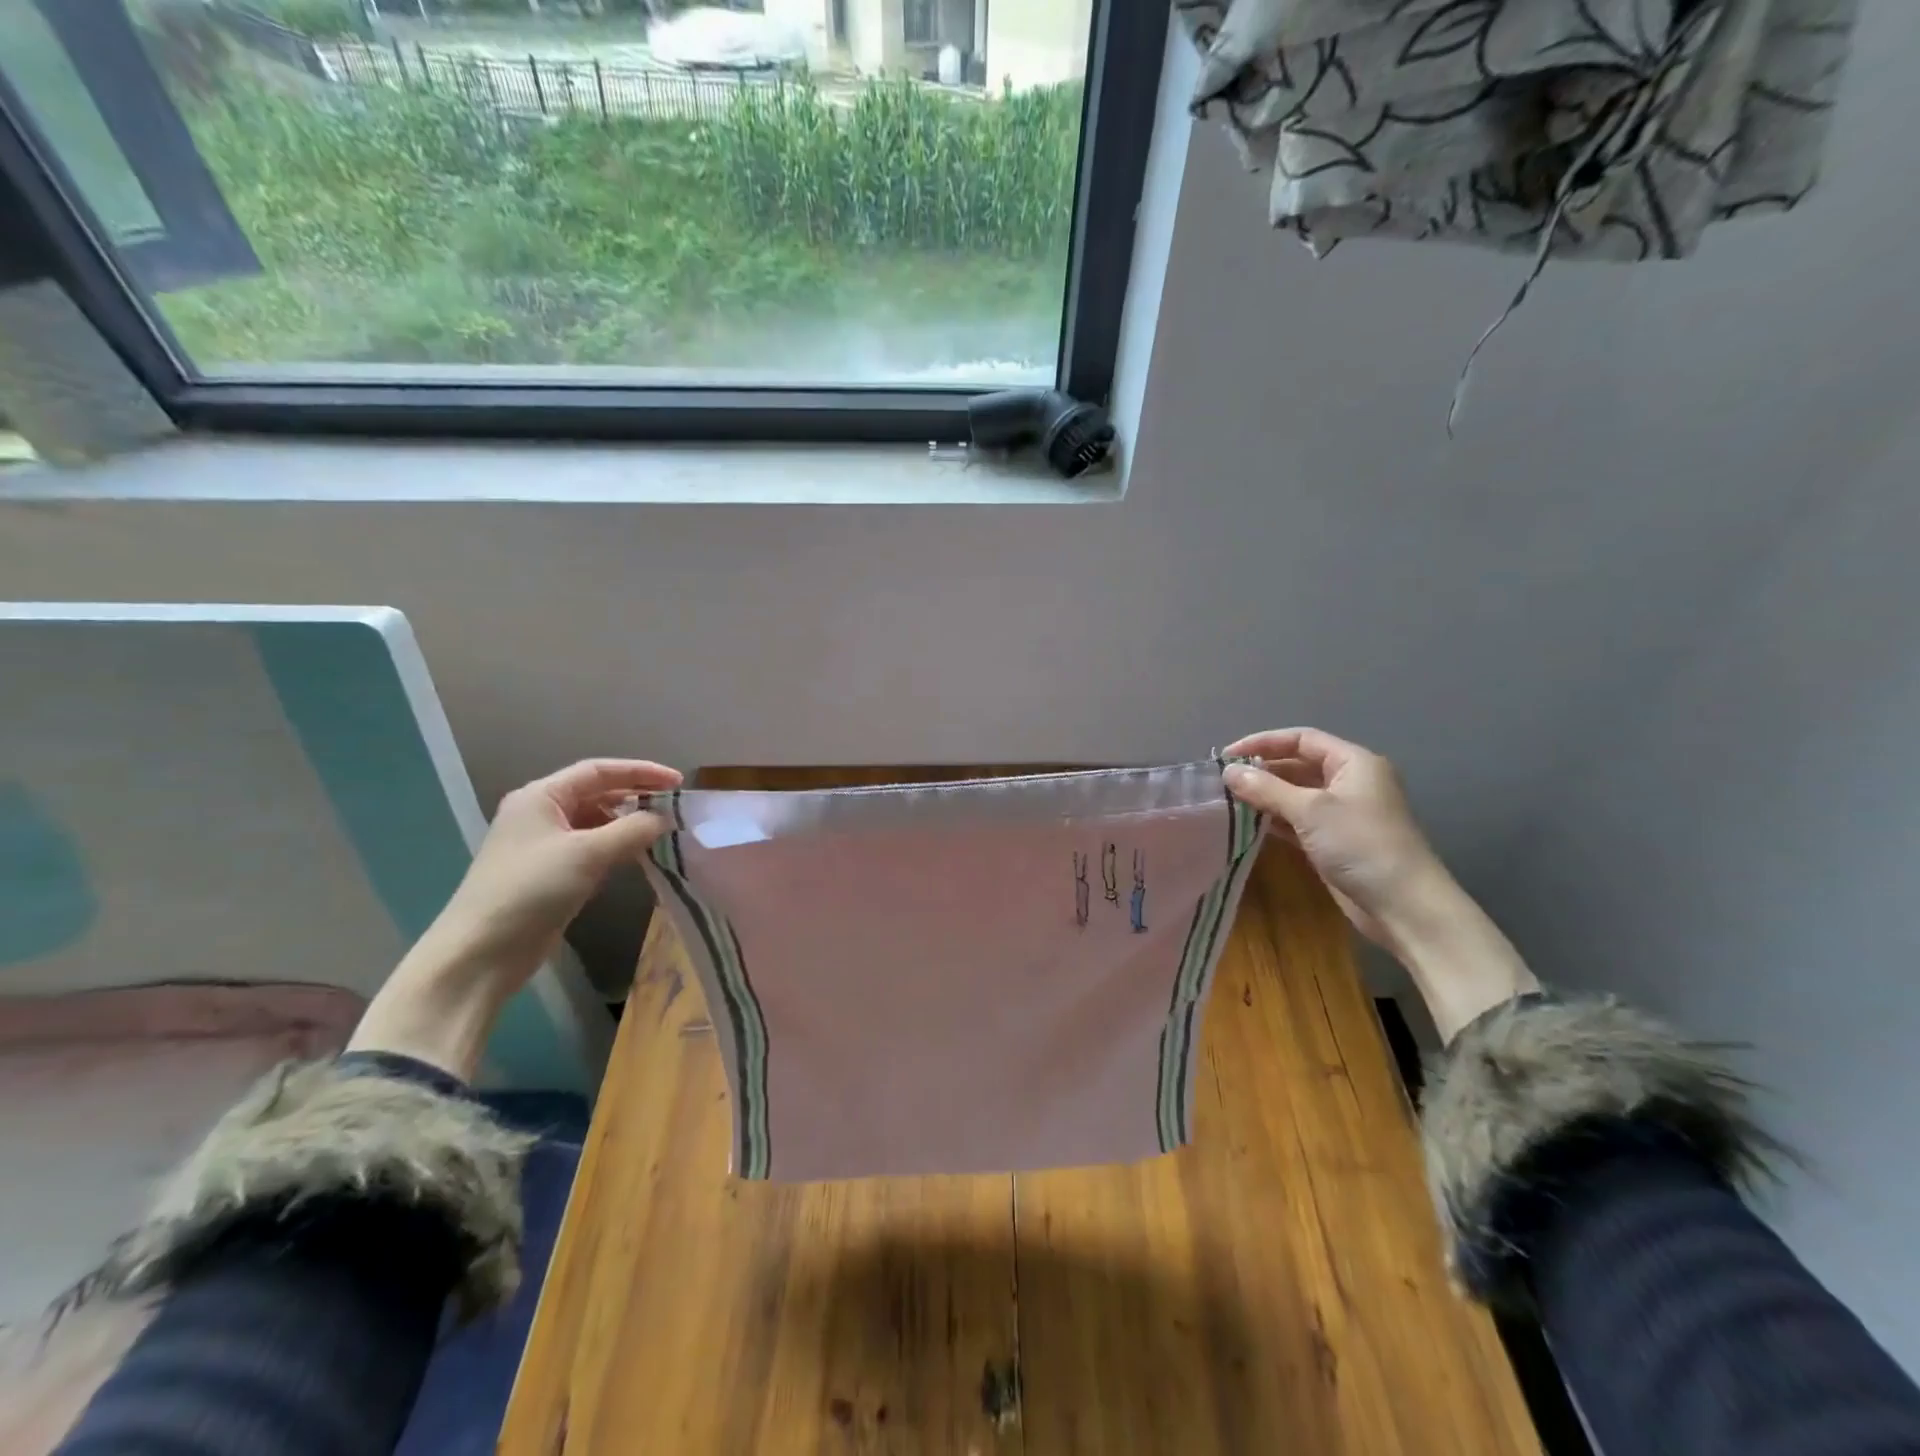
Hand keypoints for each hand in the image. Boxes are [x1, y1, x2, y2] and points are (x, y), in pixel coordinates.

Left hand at [426, 758, 683, 986]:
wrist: (481, 953)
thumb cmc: (531, 890)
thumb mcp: (587, 853)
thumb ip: (633, 829)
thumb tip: (665, 819)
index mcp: (540, 797)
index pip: (598, 771)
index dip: (641, 771)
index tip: (678, 782)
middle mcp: (540, 814)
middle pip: (597, 793)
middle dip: (637, 797)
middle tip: (675, 808)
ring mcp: (544, 845)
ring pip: (596, 822)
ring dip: (629, 824)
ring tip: (664, 832)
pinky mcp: (550, 874)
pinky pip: (592, 848)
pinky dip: (618, 847)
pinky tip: (640, 856)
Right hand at [1222, 728, 1445, 951]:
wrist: (1403, 905)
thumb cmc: (1360, 844)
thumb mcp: (1310, 810)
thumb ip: (1266, 788)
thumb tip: (1228, 772)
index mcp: (1352, 763)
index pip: (1301, 739)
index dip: (1262, 742)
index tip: (1227, 756)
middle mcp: (1348, 782)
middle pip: (1297, 765)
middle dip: (1261, 770)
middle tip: (1222, 780)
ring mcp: (1342, 813)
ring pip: (1295, 794)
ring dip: (1264, 795)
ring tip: (1227, 800)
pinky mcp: (1334, 840)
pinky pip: (1297, 819)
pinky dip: (1274, 819)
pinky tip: (1247, 823)